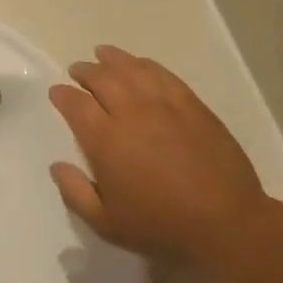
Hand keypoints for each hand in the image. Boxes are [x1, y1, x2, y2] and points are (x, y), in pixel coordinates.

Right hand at [49, 46, 267, 273]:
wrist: (226, 224)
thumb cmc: (162, 228)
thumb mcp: (107, 224)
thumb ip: (75, 193)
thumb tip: (56, 165)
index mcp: (106, 140)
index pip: (76, 104)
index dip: (62, 94)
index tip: (56, 91)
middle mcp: (131, 112)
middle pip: (102, 78)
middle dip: (85, 71)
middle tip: (78, 71)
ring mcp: (163, 104)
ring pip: (131, 68)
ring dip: (112, 59)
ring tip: (102, 54)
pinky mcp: (191, 104)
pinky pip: (162, 73)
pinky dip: (145, 64)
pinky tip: (140, 64)